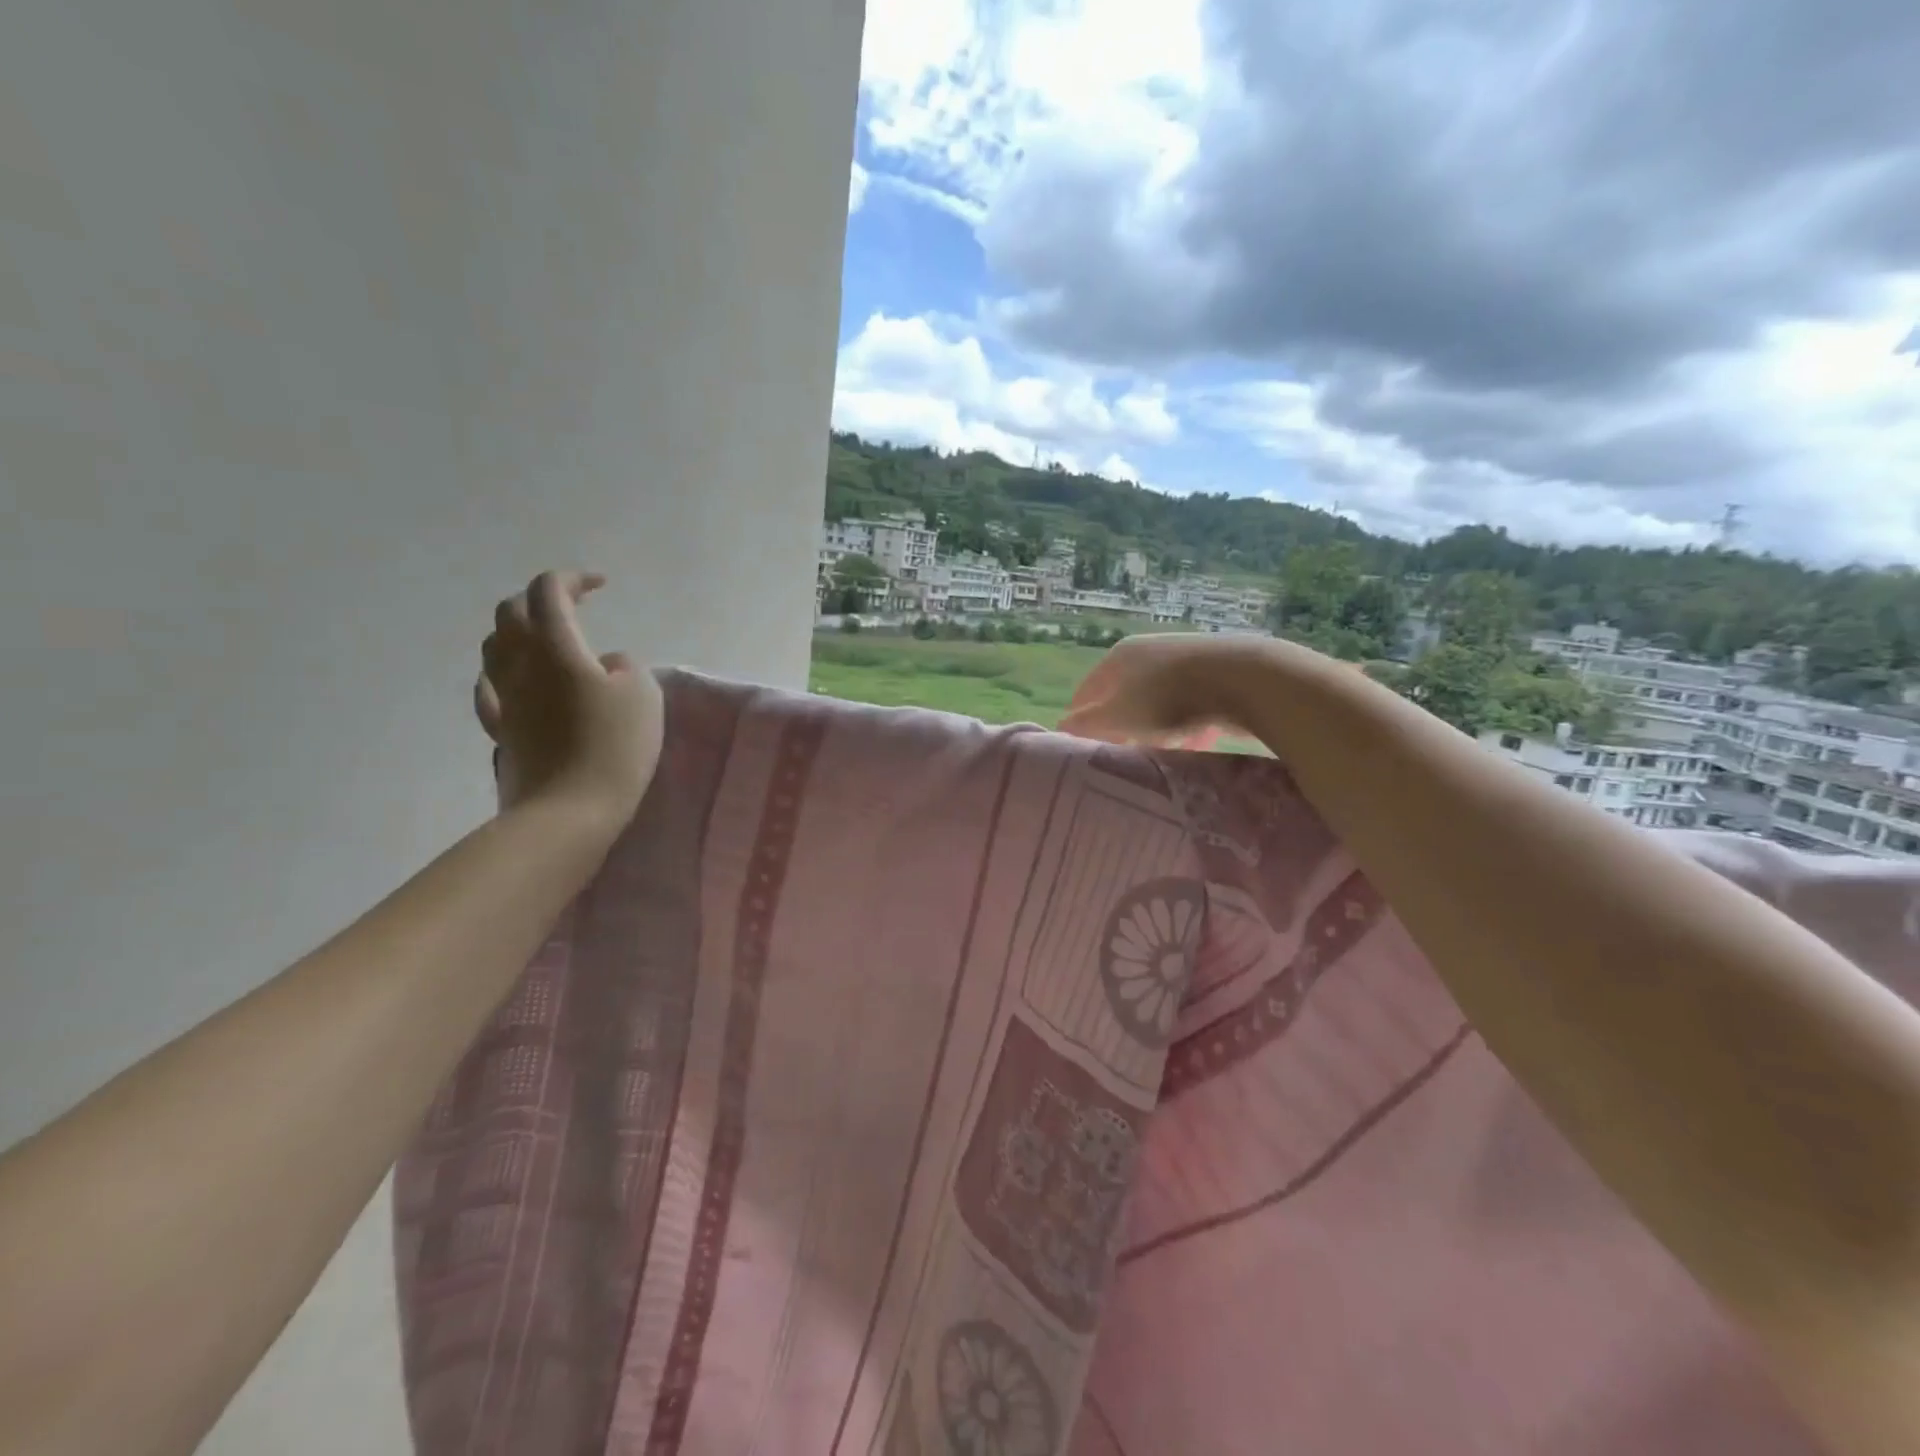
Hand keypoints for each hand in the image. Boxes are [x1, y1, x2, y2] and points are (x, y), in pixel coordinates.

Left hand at [475, 571, 663, 827]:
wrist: (570, 810)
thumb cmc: (614, 747)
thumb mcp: (643, 695)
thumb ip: (626, 666)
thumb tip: (605, 664)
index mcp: (556, 647)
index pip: (549, 591)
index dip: (573, 579)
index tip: (601, 585)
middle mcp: (520, 664)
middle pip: (511, 612)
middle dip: (541, 599)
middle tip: (574, 606)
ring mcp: (504, 698)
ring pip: (494, 647)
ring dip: (519, 632)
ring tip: (548, 642)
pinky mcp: (501, 730)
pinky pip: (491, 689)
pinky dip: (506, 674)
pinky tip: (518, 683)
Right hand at [1059, 634, 1261, 746]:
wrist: (1244, 679)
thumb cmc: (1168, 700)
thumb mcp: (1116, 718)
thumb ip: (1085, 726)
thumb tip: (1060, 729)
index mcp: (1117, 657)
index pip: (1086, 692)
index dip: (1081, 722)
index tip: (1083, 751)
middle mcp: (1149, 651)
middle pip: (1124, 698)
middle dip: (1123, 730)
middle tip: (1124, 759)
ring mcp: (1185, 660)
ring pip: (1159, 704)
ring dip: (1157, 731)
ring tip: (1162, 756)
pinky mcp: (1217, 673)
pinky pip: (1192, 706)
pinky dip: (1189, 727)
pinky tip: (1196, 745)